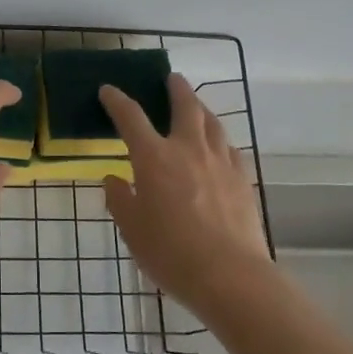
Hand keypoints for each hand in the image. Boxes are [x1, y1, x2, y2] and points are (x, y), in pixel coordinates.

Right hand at [101, 74, 270, 309]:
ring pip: (213, 123)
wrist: (229, 275)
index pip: (131, 117)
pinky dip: (220, 140)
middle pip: (185, 106)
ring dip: (201, 109)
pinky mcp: (243, 180)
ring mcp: (221, 162)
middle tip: (172, 78)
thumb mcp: (132, 229)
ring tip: (196, 107)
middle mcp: (188, 149)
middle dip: (176, 88)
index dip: (117, 101)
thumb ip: (120, 199)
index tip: (108, 90)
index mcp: (154, 157)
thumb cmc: (170, 252)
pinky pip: (230, 149)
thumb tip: (114, 179)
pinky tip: (219, 148)